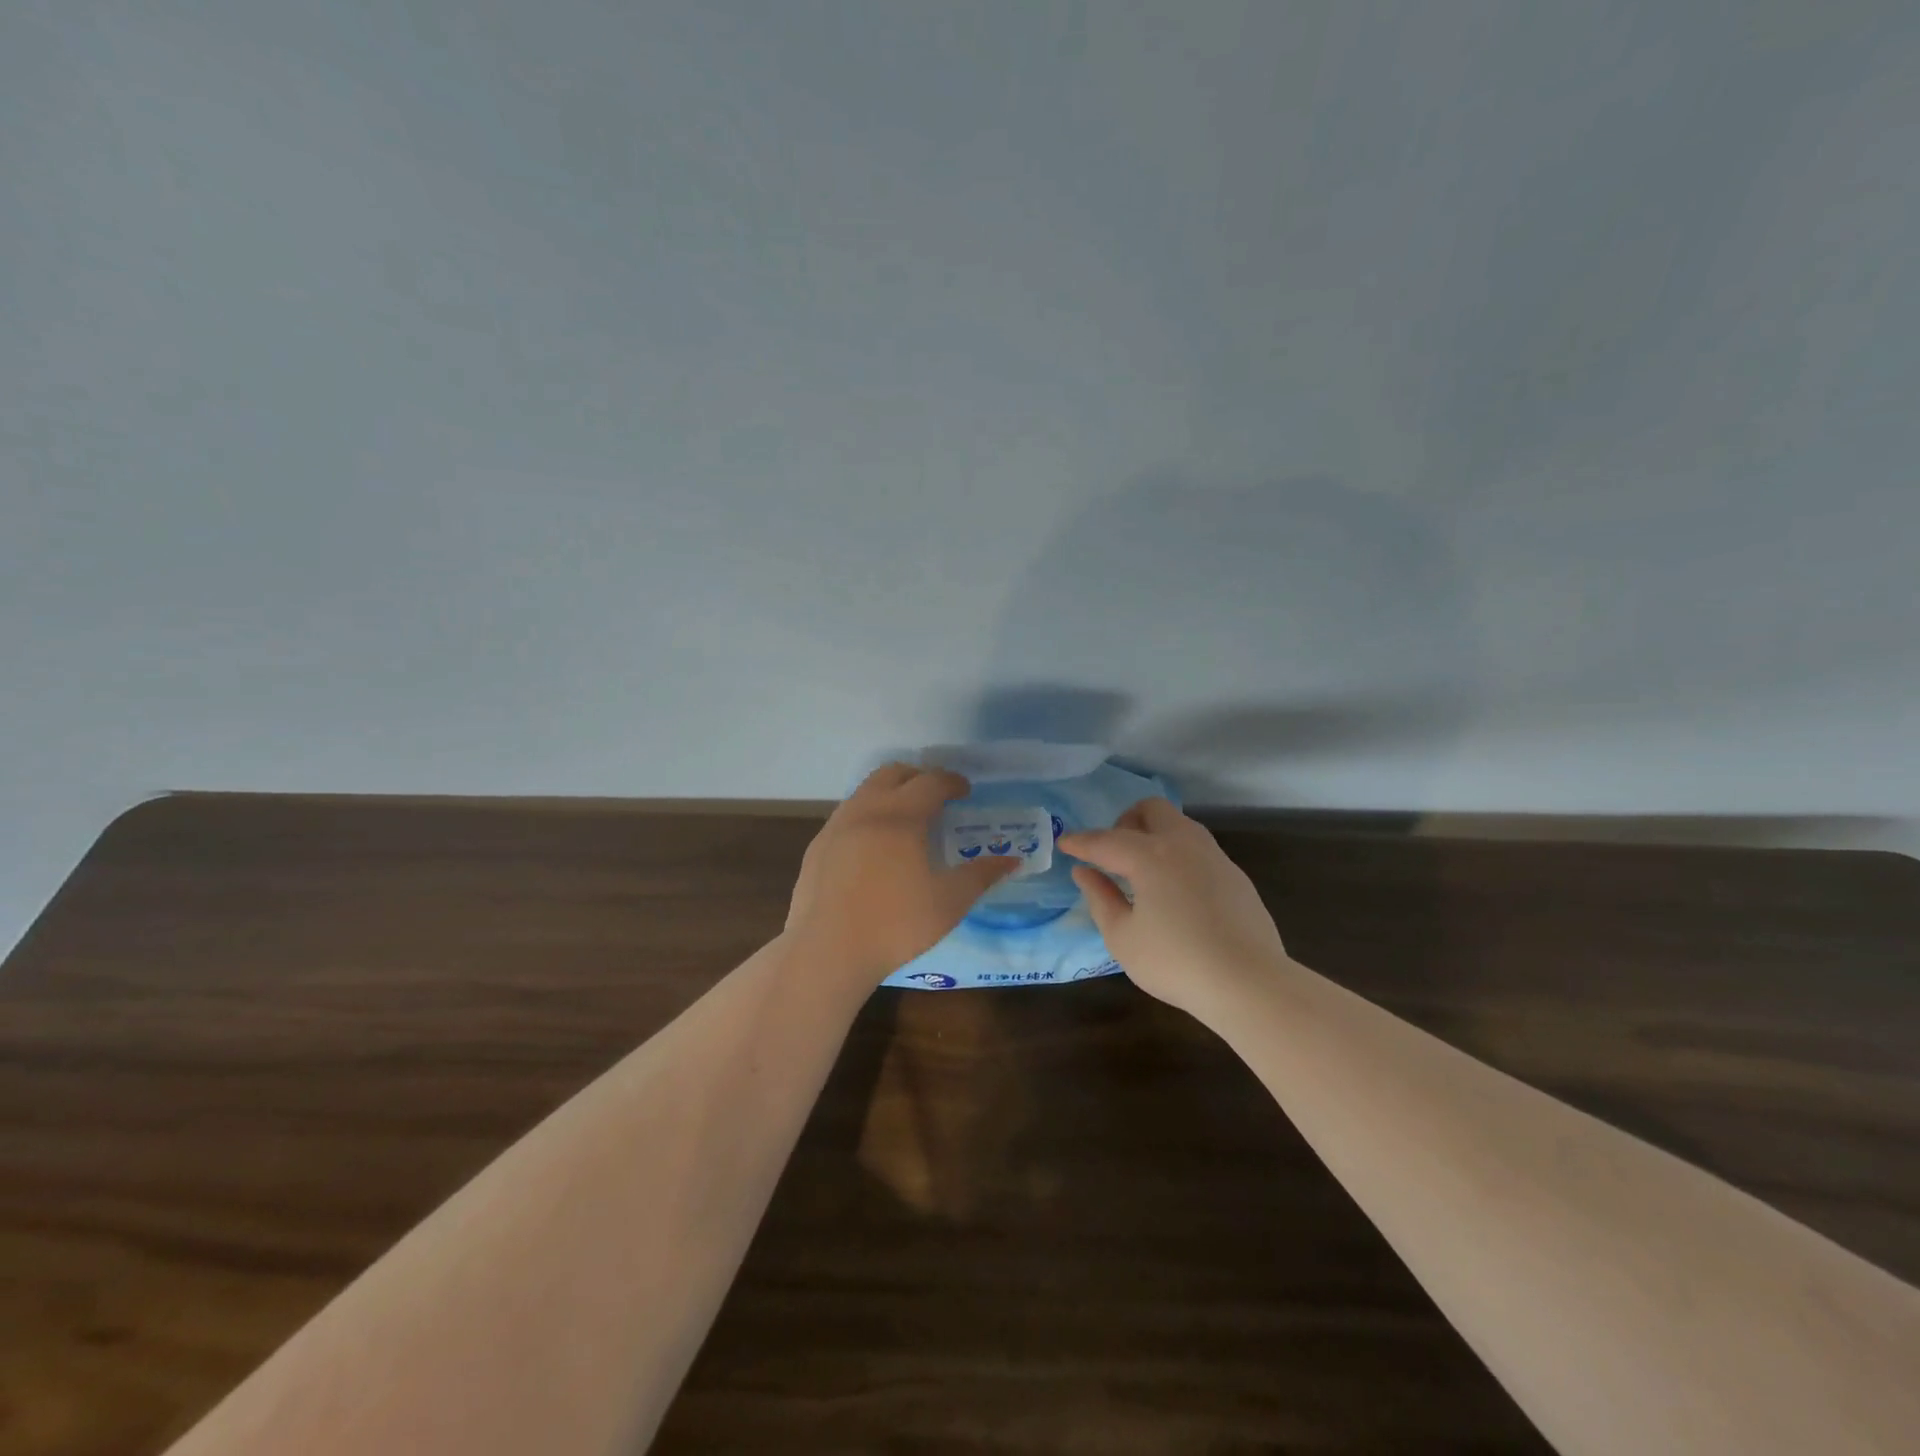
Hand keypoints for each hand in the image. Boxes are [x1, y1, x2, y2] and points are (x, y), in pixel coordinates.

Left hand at [785, 763, 1019, 986]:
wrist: (827, 951)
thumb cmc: (895, 925)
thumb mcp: (949, 903)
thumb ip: (981, 876)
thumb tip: (1011, 861)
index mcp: (901, 816)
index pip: (931, 781)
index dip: (952, 782)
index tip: (965, 791)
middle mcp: (866, 810)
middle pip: (892, 773)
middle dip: (918, 777)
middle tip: (936, 797)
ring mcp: (836, 826)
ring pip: (865, 792)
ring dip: (889, 794)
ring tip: (905, 820)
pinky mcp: (817, 847)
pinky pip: (846, 816)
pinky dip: (867, 816)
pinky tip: (873, 848)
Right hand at [1059, 798, 1288, 1013]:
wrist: (1249, 983)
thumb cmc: (1176, 962)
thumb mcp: (1123, 938)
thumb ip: (1100, 899)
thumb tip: (1084, 872)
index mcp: (1150, 856)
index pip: (1106, 841)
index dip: (1081, 842)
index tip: (1065, 843)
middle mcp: (1183, 844)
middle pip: (1151, 809)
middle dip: (1125, 822)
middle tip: (1113, 855)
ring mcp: (1215, 857)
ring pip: (1180, 824)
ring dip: (1155, 835)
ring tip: (1143, 871)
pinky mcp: (1236, 876)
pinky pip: (1199, 849)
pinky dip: (1178, 856)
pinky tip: (1176, 892)